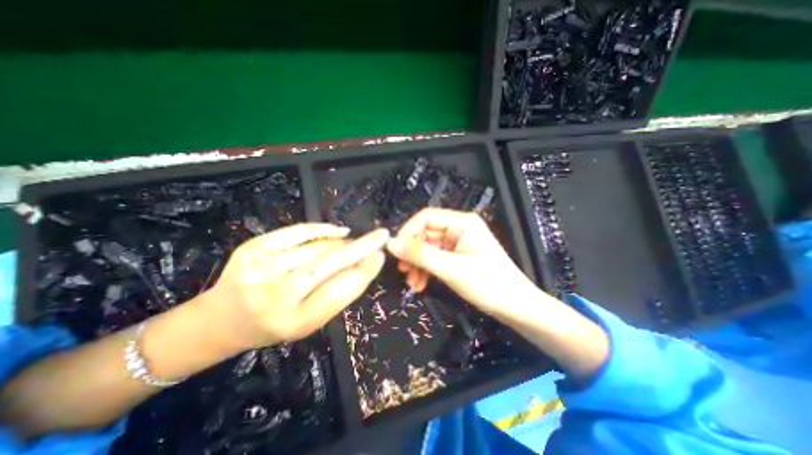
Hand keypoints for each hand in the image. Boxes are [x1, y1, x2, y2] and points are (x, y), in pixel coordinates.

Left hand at [207, 224, 387, 347]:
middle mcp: (276, 295)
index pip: (339, 292)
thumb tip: (362, 262)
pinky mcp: (253, 248)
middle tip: (382, 235)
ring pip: (318, 247)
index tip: (381, 256)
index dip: (363, 271)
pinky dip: (323, 229)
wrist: (222, 319)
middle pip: (329, 264)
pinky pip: (298, 231)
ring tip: (354, 242)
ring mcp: (262, 268)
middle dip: (361, 247)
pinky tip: (339, 231)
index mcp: (295, 321)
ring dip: (343, 242)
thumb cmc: (274, 324)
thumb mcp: (310, 320)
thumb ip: (336, 294)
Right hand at [386, 206, 538, 316]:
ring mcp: (458, 243)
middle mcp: (459, 228)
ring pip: (428, 248)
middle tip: (402, 271)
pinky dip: (426, 270)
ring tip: (412, 283)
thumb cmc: (488, 284)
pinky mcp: (458, 256)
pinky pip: (435, 258)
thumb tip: (390, 244)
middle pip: (425, 233)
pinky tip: (420, 284)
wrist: (516, 307)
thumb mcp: (451, 269)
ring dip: (418, 264)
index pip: (426, 217)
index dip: (408, 231)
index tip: (397, 252)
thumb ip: (420, 255)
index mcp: (461, 222)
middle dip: (413, 253)